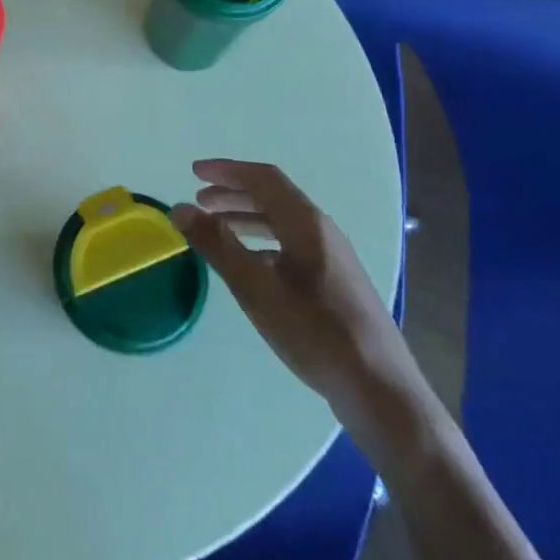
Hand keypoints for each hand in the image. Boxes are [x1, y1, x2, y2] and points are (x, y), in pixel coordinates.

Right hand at [174, 158, 423, 431]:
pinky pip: (291, 245)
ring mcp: (332, 257)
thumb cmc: (314, 331)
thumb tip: (180, 207)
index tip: (193, 172)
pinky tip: (248, 265)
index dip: (226, 170)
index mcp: (306, 223)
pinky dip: (262, 242)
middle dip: (233, 193)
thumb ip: (216, 244)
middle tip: (200, 201)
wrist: (379, 389)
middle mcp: (322, 231)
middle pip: (273, 197)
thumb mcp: (255, 288)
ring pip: (282, 223)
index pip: (262, 178)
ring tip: (216, 229)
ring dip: (246, 218)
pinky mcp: (335, 282)